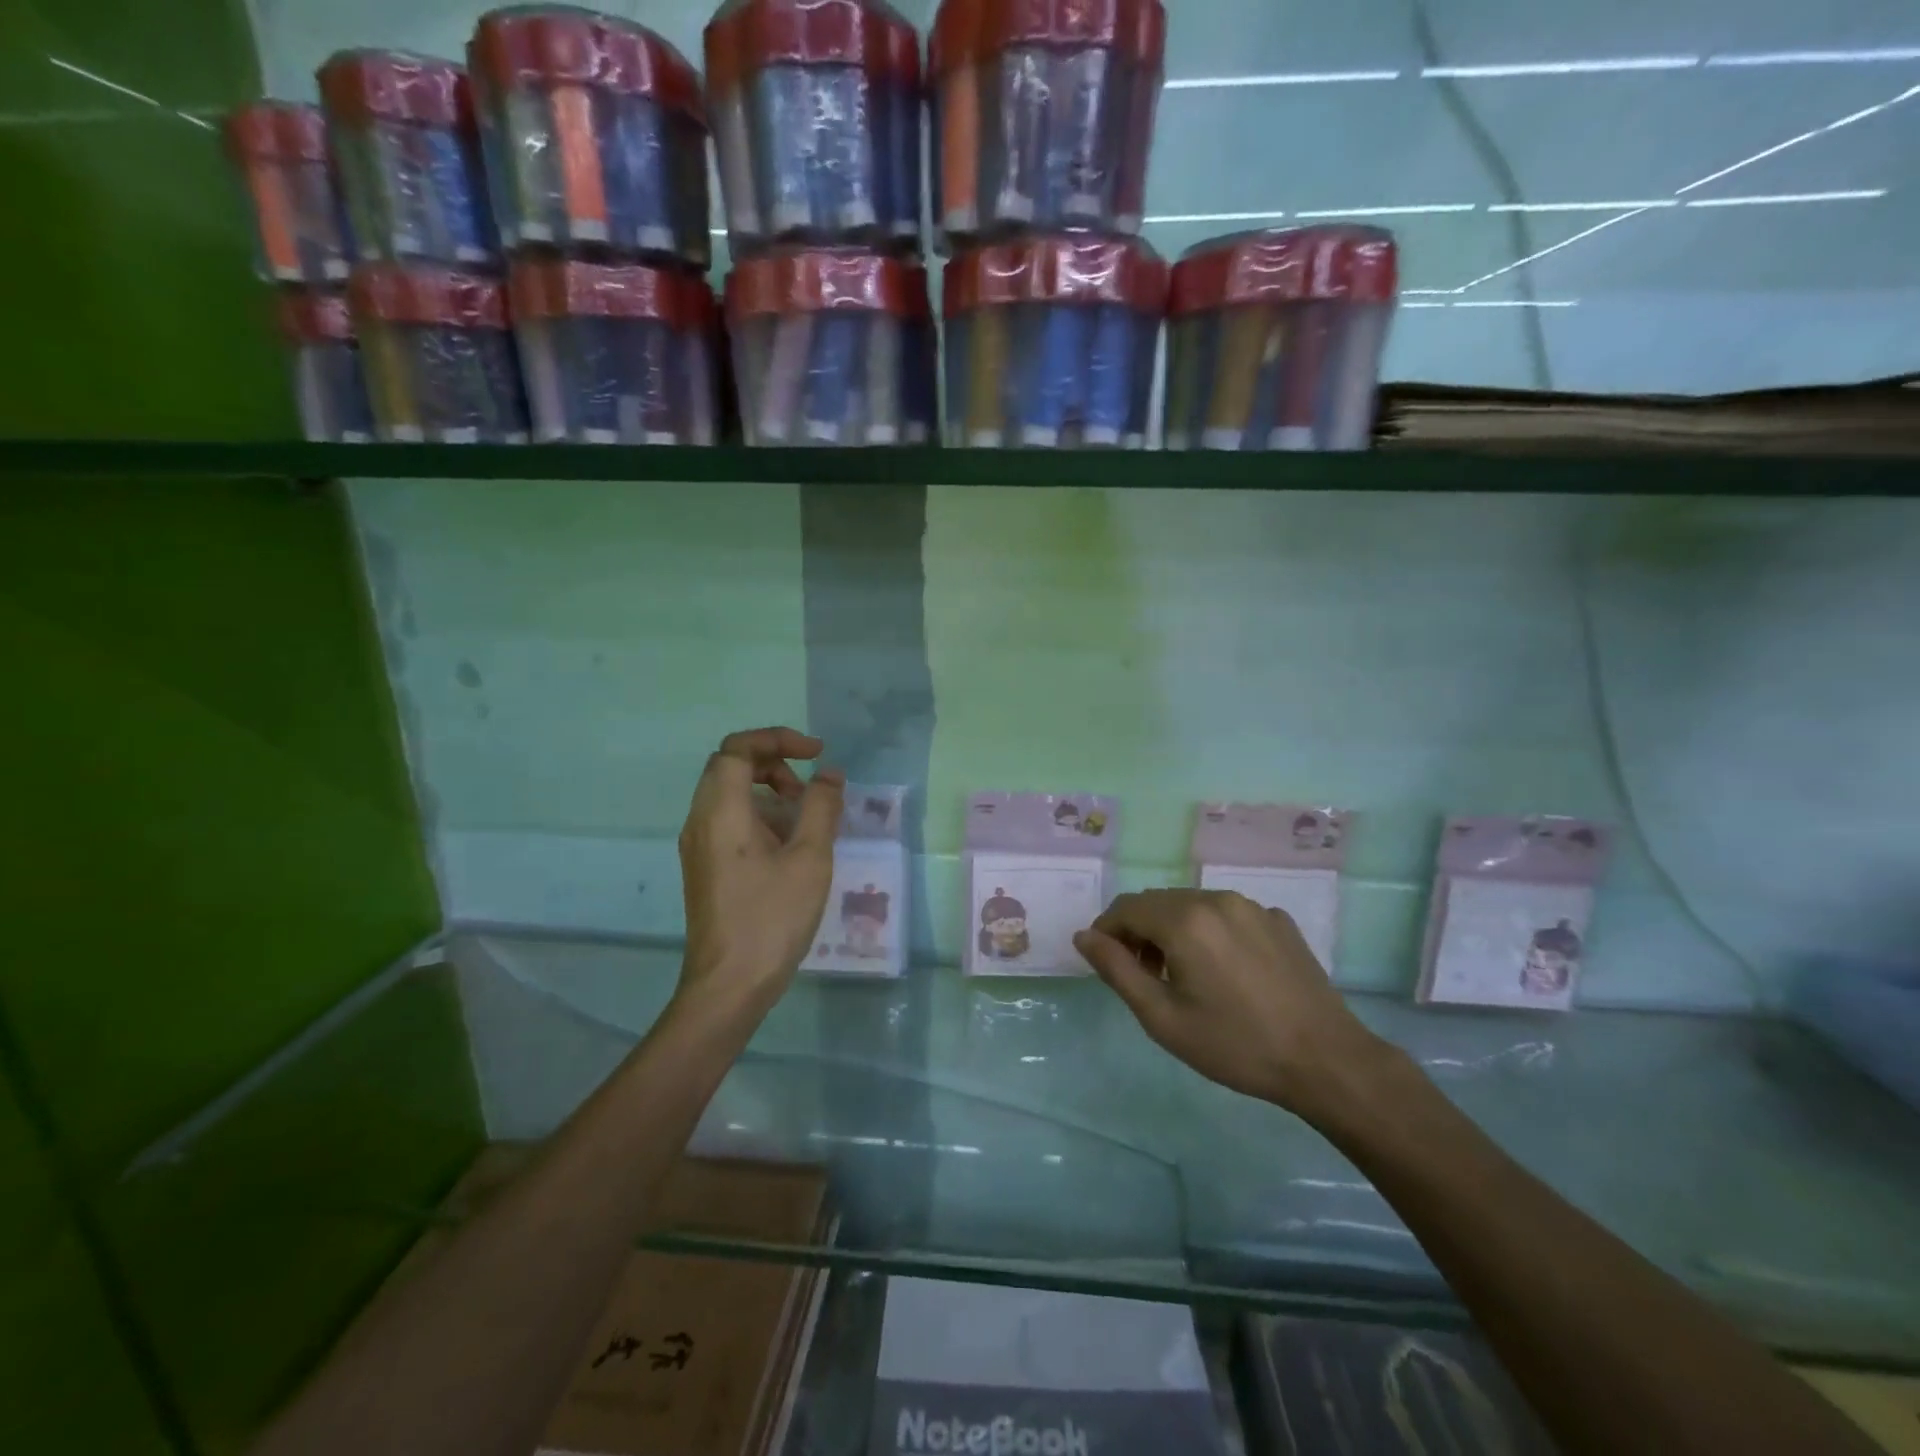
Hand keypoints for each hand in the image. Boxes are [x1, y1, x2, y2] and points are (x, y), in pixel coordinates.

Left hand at [678, 727, 843, 1015]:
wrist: (729, 985)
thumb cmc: (772, 917)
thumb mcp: (809, 858)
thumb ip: (821, 807)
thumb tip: (830, 775)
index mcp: (721, 811)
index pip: (738, 748)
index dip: (778, 739)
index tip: (816, 753)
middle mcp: (701, 820)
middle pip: (730, 766)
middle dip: (774, 762)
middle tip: (809, 785)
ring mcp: (698, 845)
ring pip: (728, 793)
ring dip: (768, 790)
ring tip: (805, 816)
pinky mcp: (705, 866)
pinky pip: (728, 820)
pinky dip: (759, 814)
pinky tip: (789, 844)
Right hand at [1074, 890, 1391, 1116]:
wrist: (1326, 1060)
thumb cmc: (1235, 1045)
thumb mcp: (1163, 1018)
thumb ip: (1117, 970)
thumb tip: (1084, 936)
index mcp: (1184, 919)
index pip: (1126, 908)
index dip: (1107, 932)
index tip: (1107, 965)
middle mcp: (1216, 899)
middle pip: (1158, 902)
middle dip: (1139, 931)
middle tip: (1144, 977)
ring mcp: (1252, 906)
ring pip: (1192, 905)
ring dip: (1173, 930)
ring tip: (1183, 975)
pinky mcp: (1278, 919)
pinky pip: (1227, 914)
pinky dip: (1210, 932)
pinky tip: (1225, 972)